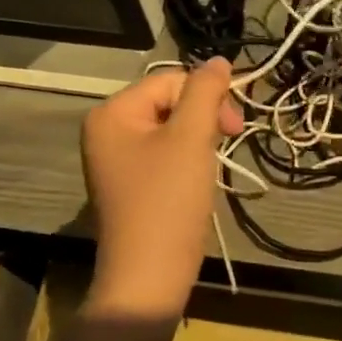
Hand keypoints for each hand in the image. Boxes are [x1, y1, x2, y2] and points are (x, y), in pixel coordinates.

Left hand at [80, 60, 242, 319]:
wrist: (148, 280)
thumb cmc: (168, 202)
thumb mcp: (191, 138)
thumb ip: (206, 92)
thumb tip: (219, 60)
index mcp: (112, 113)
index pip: (170, 80)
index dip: (206, 96)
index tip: (235, 126)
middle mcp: (106, 130)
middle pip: (169, 102)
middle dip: (203, 118)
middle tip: (229, 141)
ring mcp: (115, 159)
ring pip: (170, 128)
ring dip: (198, 140)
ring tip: (210, 166)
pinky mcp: (129, 184)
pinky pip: (163, 153)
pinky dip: (187, 160)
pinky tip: (197, 180)